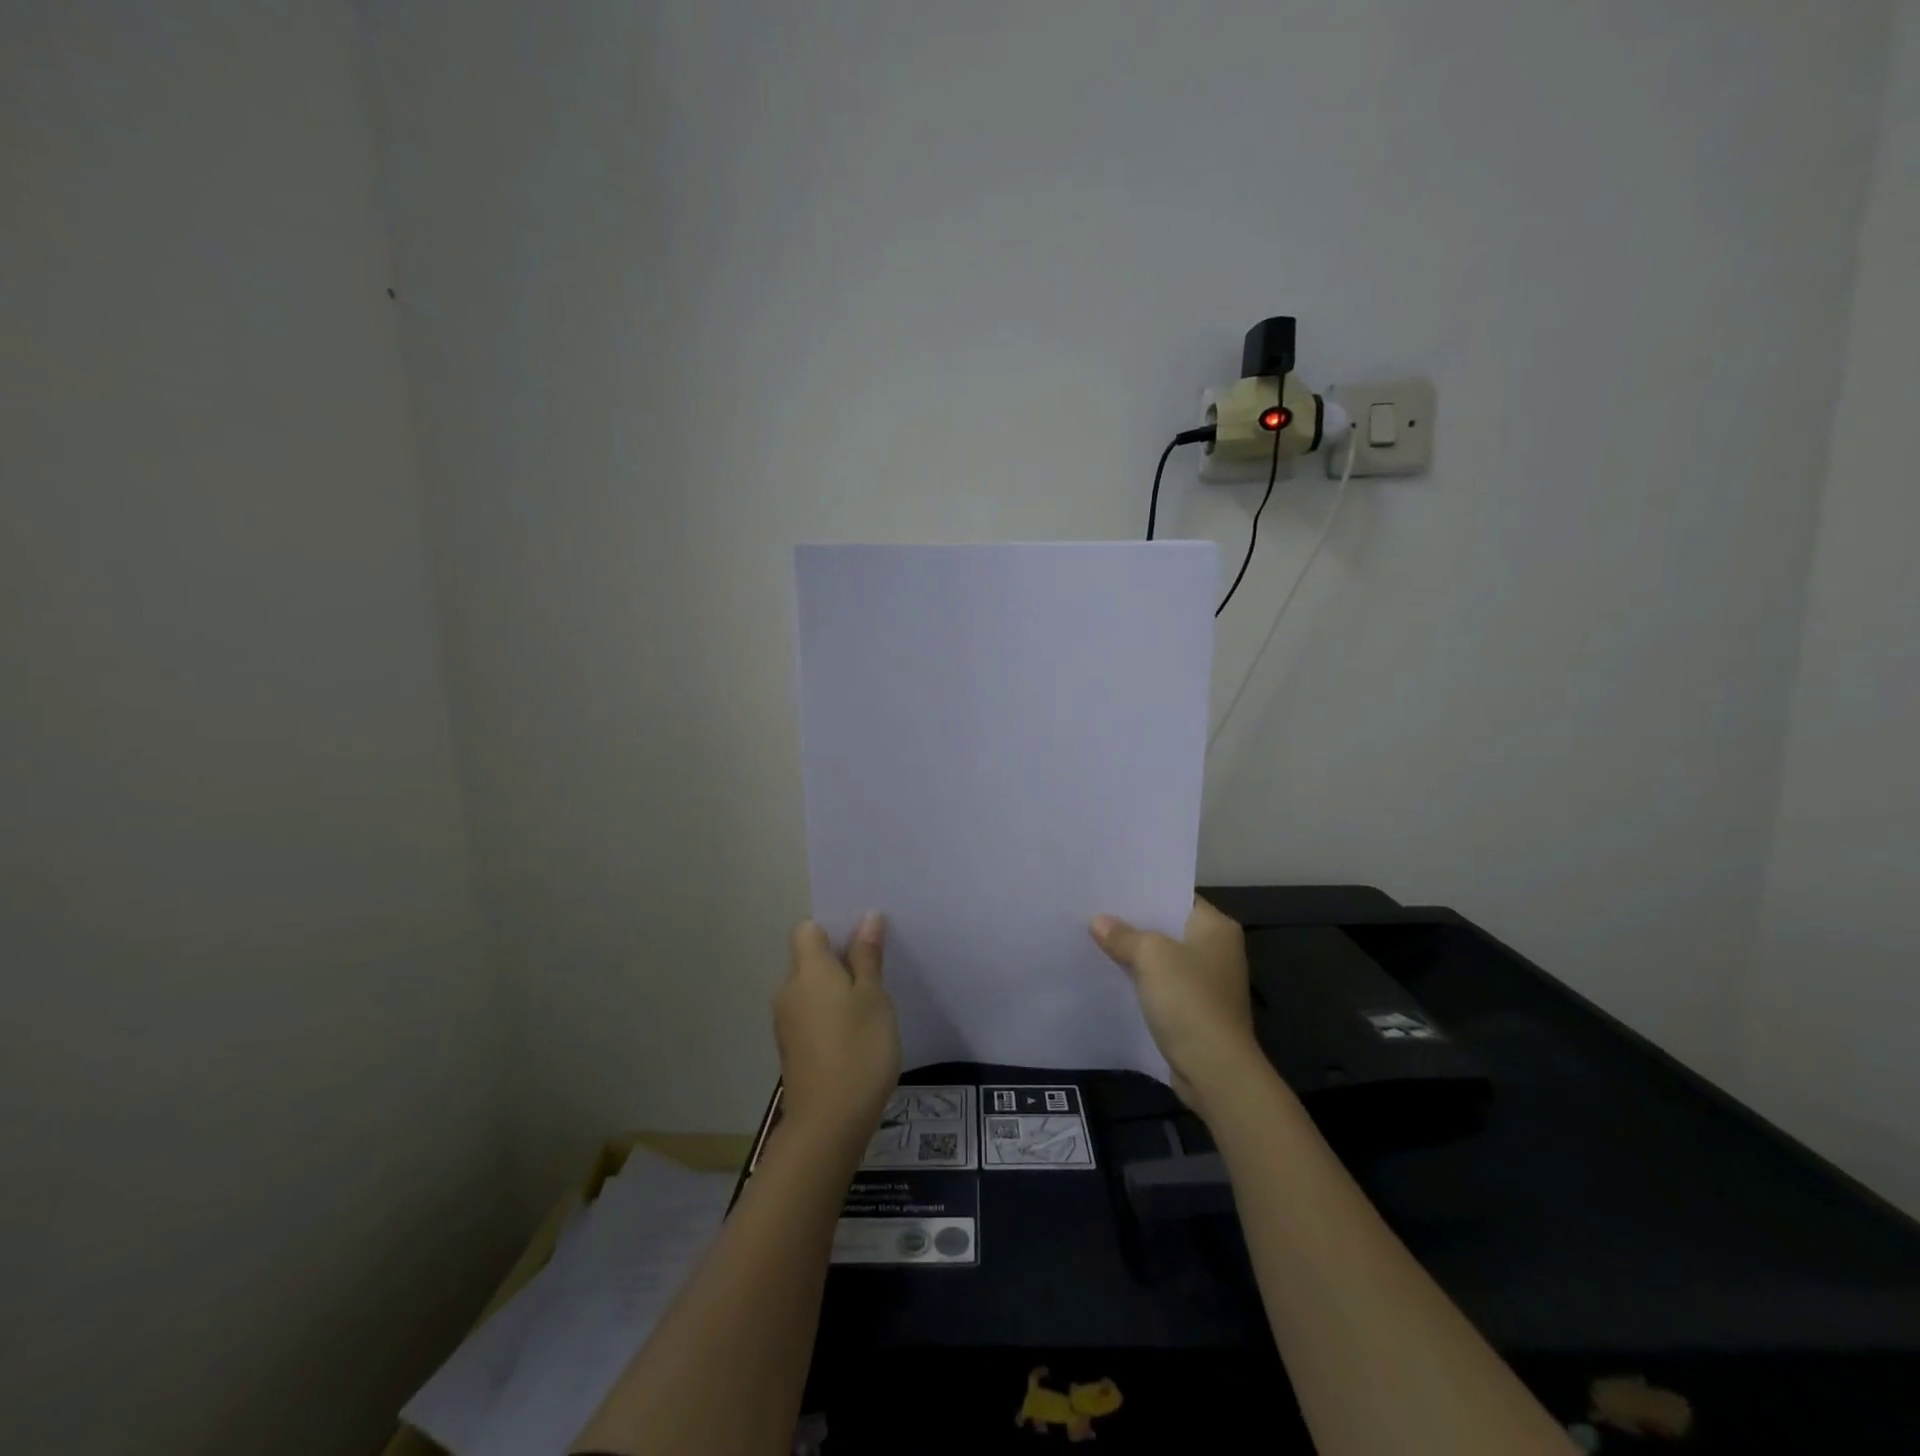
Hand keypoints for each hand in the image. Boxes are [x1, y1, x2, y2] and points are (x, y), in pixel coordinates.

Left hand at [774, 913, 901, 1143]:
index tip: (862, 941)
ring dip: (836, 989)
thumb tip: (867, 917)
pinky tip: (856, 1033)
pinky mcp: (791, 1048)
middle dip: (839, 959)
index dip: (832, 928)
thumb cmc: (859, 1049)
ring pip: (810, 988)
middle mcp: (788, 989)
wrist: (828, 1123)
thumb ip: (867, 956)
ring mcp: (786, 1021)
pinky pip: (810, 1014)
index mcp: (807, 969)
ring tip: (871, 1004)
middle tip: (876, 971)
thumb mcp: (874, 997)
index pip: (807, 928)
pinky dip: (829, 1014)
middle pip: (808, 958)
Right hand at [1090, 897, 1263, 1120]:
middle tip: (1095, 911)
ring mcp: (1208, 982)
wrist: (1215, 1070)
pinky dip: (1141, 981)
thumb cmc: (1189, 999)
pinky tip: (1111, 976)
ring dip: (1135, 954)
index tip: (1110, 888)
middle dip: (1134, 923)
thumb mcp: (1150, 956)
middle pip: (1168, 927)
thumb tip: (1098, 922)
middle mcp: (1217, 949)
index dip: (1144, 892)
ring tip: (1095, 939)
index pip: (1177, 896)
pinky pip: (1163, 984)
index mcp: (1216, 927)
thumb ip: (1123, 935)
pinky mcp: (1196, 1009)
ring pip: (1163, 958)